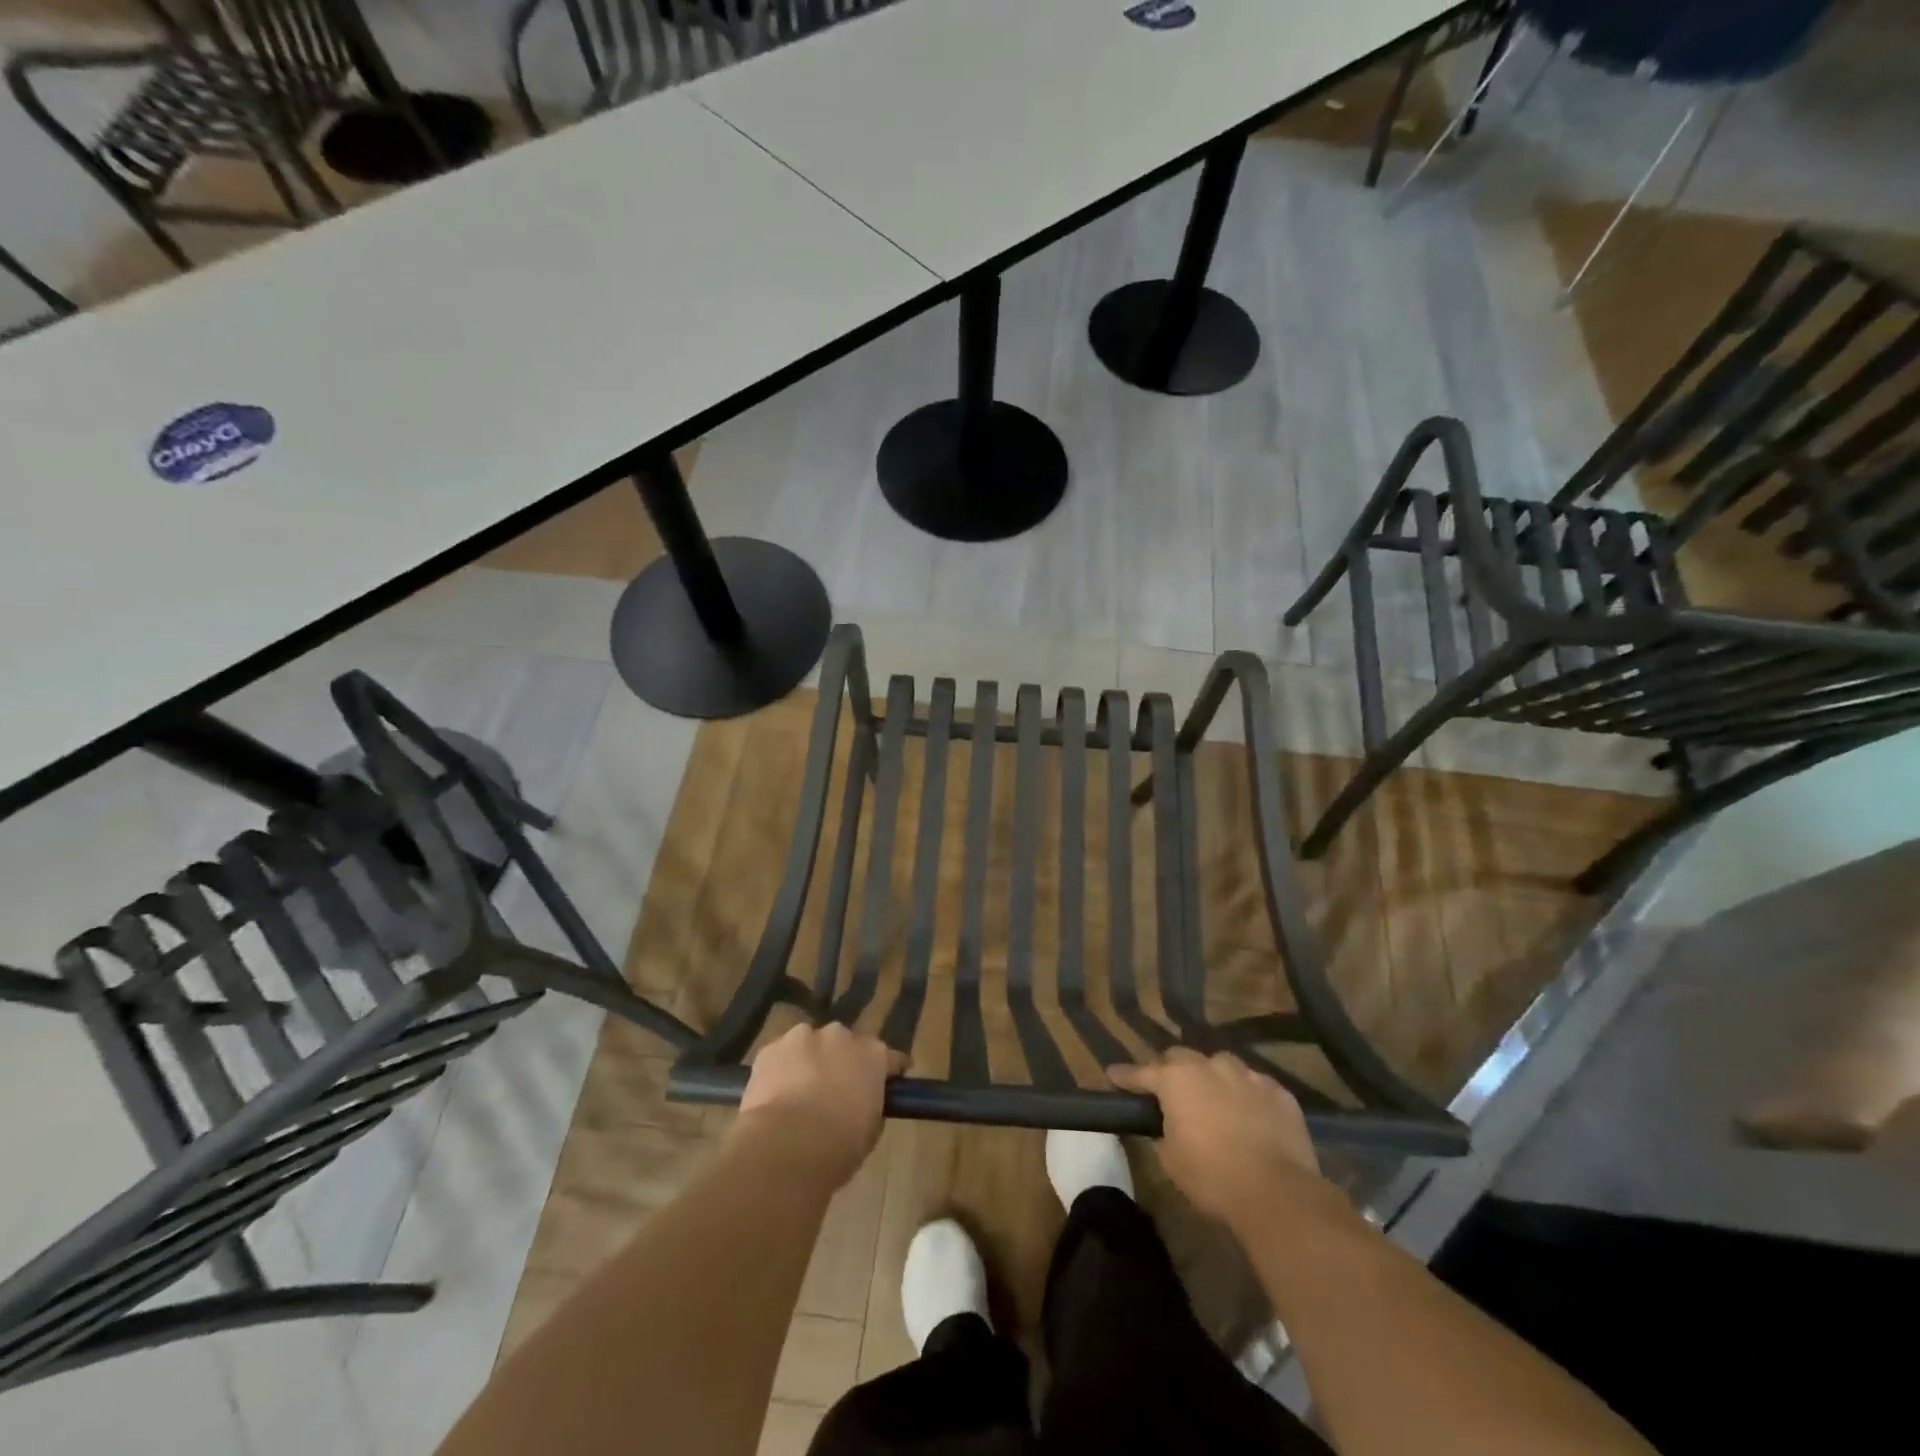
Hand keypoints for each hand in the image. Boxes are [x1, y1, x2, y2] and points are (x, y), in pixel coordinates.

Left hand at [736, 1023, 907, 1187]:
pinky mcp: (770, 1049)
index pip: (888, 1057)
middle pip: (843, 1044)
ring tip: (798, 1094)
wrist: (786, 1145)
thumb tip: (860, 1105)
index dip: (887, 1070)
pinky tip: (773, 1097)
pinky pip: (779, 1057)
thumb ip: (869, 1107)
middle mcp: (840, 1036)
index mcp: (872, 1055)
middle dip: (840, 1062)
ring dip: (808, 1062)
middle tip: (834, 1091)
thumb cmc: (838, 1145)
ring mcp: (803, 1037)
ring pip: (808, 1045)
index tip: (886, 1082)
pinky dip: (779, 1071)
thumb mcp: (869, 1132)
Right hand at [1110, 1050, 1329, 1232]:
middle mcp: (1210, 1066)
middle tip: (1170, 1092)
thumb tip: (1165, 1127)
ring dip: (1213, 1079)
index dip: (1126, 1076)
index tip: (1113, 1074)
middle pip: (1182, 1058)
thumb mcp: (1170, 1161)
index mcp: (1176, 1080)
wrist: (1277, 1193)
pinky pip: (1255, 1086)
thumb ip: (1162, 1133)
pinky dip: (1247, 1097)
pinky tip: (1250, 1117)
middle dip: (1172, 1071)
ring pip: (1222, 1066)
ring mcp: (1248, 1075)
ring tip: (1215, 1102)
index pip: (1142, 1072)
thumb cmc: (1212, 1177)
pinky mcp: (1279, 1092)